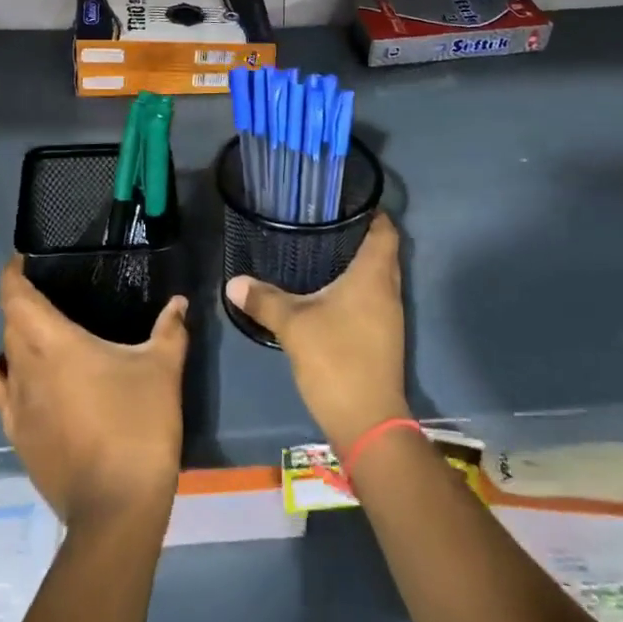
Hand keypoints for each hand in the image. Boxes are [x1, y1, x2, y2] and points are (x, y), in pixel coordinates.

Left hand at [0, 258, 188, 530]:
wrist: (116, 507)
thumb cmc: (138, 425)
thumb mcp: (162, 369)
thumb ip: (170, 329)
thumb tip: (179, 302)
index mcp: (54, 343)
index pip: (17, 298)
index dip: (13, 274)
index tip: (23, 258)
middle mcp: (26, 368)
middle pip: (11, 324)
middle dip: (22, 302)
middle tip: (48, 289)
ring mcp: (17, 406)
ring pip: (6, 356)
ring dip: (14, 336)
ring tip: (32, 324)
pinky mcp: (18, 436)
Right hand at [225, 211, 409, 450]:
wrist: (367, 421)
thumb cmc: (336, 359)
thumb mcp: (294, 325)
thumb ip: (265, 299)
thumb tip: (233, 282)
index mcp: (374, 276)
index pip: (385, 231)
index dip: (372, 212)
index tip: (347, 200)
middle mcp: (388, 290)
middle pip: (383, 251)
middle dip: (359, 234)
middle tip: (325, 222)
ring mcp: (389, 316)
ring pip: (378, 276)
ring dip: (358, 263)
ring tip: (323, 249)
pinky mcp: (383, 336)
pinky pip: (373, 297)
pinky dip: (356, 287)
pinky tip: (328, 290)